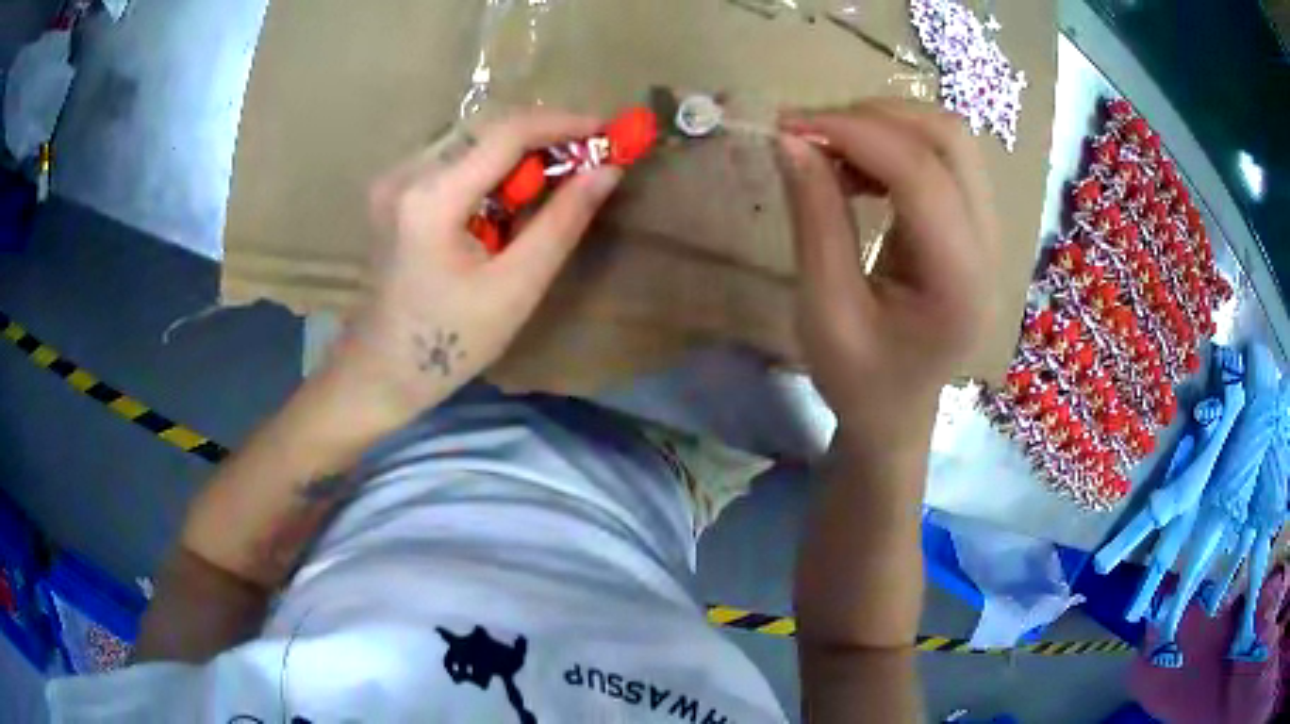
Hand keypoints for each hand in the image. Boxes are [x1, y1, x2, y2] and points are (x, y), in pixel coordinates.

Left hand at [329, 109, 622, 422]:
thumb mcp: (516, 287)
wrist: (381, 370)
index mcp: (431, 198)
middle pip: (486, 127)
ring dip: (519, 149)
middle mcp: (405, 173)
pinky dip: (491, 165)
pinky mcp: (393, 190)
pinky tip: (510, 193)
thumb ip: (562, 221)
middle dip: (543, 135)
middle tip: (588, 157)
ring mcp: (393, 179)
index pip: (505, 133)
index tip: (607, 131)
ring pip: (470, 138)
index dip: (563, 123)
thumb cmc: (450, 341)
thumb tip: (607, 170)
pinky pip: (453, 157)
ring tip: (556, 177)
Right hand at [777, 100, 998, 443]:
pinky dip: (892, 145)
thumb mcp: (824, 311)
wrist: (897, 411)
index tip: (788, 126)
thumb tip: (791, 140)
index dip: (855, 133)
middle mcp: (989, 247)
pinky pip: (940, 157)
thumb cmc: (859, 380)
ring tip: (828, 149)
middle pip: (949, 139)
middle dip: (874, 118)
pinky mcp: (972, 223)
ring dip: (884, 126)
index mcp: (960, 283)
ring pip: (949, 138)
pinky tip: (855, 168)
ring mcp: (988, 231)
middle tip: (809, 132)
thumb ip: (815, 221)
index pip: (922, 175)